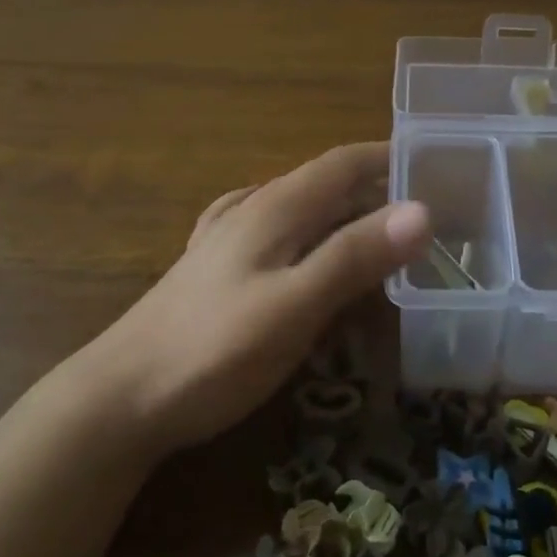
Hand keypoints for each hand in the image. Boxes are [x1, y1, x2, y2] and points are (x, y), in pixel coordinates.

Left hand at [83, 142, 429, 457]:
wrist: (119, 399)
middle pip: (325, 185)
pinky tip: (309, 253)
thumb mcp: (294, 305)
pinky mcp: (216, 271)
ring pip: (302, 210)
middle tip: (428, 213)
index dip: (389, 156)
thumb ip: (355, 257)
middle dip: (377, 189)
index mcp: (275, 208)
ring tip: (383, 233)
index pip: (343, 162)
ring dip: (346, 213)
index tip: (437, 165)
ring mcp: (228, 240)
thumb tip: (423, 210)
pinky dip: (312, 236)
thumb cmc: (214, 351)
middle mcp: (252, 211)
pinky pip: (278, 236)